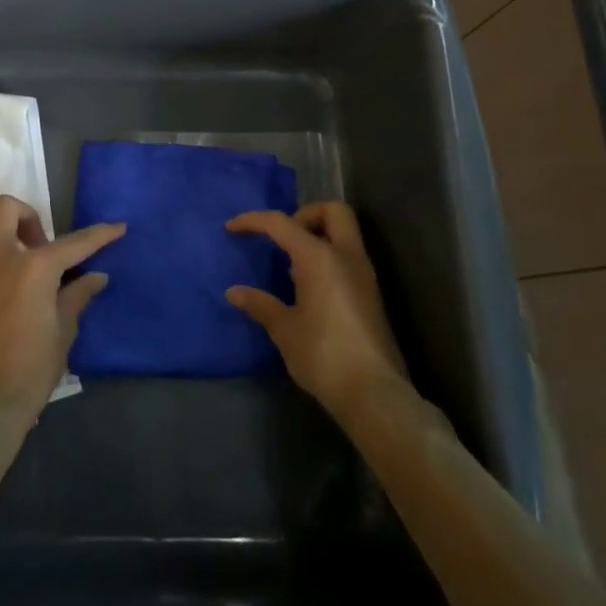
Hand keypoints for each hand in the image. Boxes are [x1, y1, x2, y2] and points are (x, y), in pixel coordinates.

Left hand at [0, 195, 123, 431]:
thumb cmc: (30, 371)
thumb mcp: (63, 332)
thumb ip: (77, 296)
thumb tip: (96, 276)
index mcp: (34, 269)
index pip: (74, 243)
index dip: (100, 235)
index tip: (116, 228)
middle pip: (6, 207)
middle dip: (27, 217)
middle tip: (36, 245)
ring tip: (3, 249)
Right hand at [225, 202, 409, 423]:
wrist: (374, 394)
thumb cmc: (324, 355)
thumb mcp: (285, 330)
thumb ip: (261, 304)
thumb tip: (234, 292)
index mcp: (320, 257)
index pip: (282, 223)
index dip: (253, 220)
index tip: (231, 227)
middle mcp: (347, 256)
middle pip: (332, 211)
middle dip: (304, 215)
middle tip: (283, 239)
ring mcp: (364, 274)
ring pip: (344, 233)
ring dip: (317, 237)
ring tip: (291, 268)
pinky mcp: (371, 294)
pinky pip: (348, 256)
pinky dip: (327, 257)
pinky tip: (308, 288)